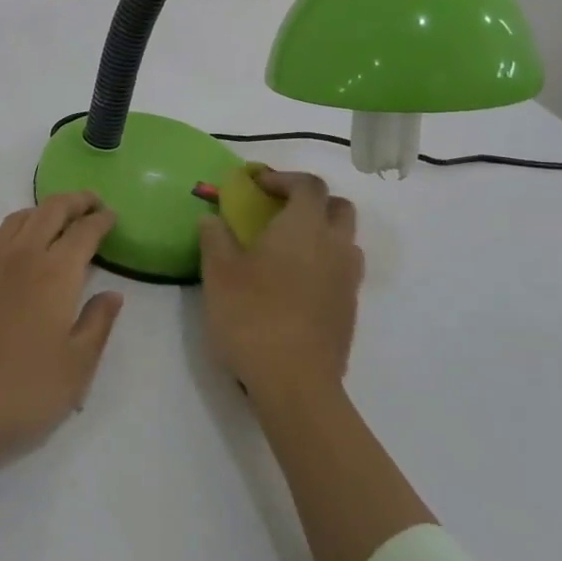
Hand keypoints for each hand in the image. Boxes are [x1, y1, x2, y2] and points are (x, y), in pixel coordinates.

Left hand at [0, 192, 123, 546]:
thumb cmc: (24, 392)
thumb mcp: (78, 367)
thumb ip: (98, 324)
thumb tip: (112, 294)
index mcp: (56, 275)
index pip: (84, 233)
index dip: (101, 220)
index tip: (111, 216)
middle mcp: (20, 259)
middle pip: (48, 213)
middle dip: (73, 202)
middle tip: (89, 203)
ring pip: (11, 223)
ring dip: (35, 213)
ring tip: (50, 219)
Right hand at [197, 169, 362, 410]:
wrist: (295, 382)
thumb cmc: (252, 317)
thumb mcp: (218, 273)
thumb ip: (215, 238)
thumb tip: (212, 218)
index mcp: (304, 227)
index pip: (308, 185)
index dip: (283, 178)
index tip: (258, 185)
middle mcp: (335, 245)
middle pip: (338, 207)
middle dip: (311, 202)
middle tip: (279, 212)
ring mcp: (348, 279)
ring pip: (345, 240)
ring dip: (321, 234)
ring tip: (286, 250)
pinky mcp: (349, 309)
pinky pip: (341, 271)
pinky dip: (323, 265)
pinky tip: (293, 286)